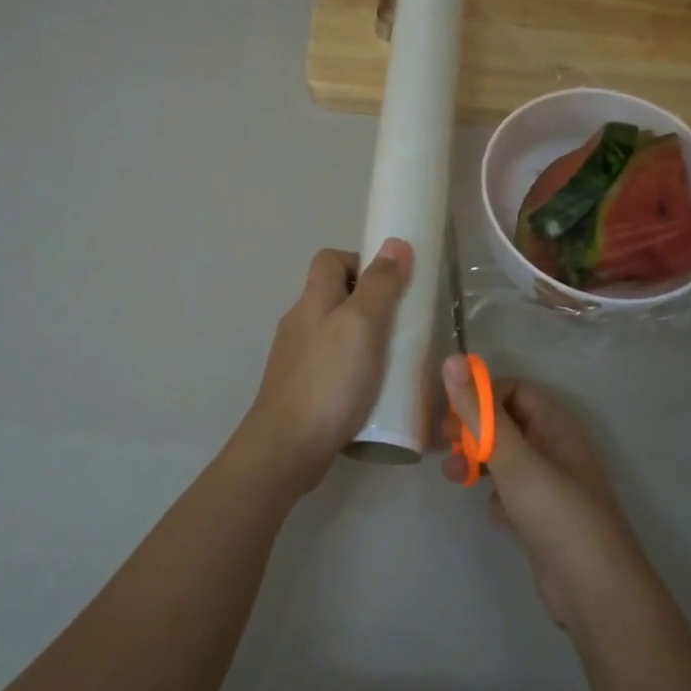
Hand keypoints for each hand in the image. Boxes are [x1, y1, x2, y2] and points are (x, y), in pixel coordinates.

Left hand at [237, 239, 413, 495]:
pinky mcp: (302, 391)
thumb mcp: (362, 325)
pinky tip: (374, 391)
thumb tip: (395, 243)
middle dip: (371, 305)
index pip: (330, 260)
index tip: (392, 285)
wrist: (288, 447)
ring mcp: (298, 359)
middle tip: (403, 327)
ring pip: (336, 334)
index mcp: (312, 301)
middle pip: (335, 297)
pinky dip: (356, 370)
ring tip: (395, 361)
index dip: (361, 262)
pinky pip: (333, 367)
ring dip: (366, 341)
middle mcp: (300, 324)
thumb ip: (380, 285)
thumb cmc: (329, 380)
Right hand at [440, 357, 644, 629]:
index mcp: (556, 425)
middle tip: (442, 446)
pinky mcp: (543, 516)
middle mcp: (556, 448)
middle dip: (473, 431)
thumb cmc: (555, 512)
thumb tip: (452, 359)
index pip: (513, 391)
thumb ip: (479, 411)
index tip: (450, 416)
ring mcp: (551, 484)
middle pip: (506, 424)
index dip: (480, 397)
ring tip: (455, 478)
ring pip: (506, 459)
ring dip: (478, 461)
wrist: (594, 591)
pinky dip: (497, 495)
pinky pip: (512, 491)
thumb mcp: (511, 457)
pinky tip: (492, 511)